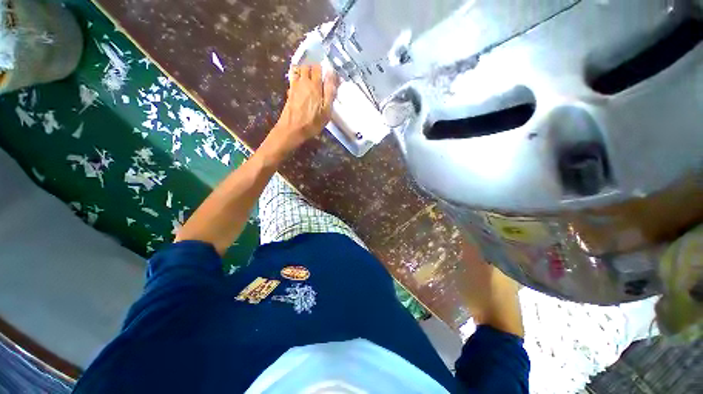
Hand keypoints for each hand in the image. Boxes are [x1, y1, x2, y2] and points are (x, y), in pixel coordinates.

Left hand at [261, 65, 338, 162]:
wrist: (292, 129)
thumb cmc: (312, 122)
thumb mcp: (326, 110)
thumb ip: (330, 91)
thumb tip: (332, 72)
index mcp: (314, 85)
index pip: (318, 68)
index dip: (323, 70)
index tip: (327, 77)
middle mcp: (303, 82)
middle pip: (306, 66)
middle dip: (313, 69)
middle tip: (319, 79)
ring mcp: (294, 86)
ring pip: (298, 71)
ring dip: (304, 72)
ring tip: (310, 81)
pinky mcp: (289, 93)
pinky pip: (293, 79)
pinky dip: (297, 79)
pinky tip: (301, 89)